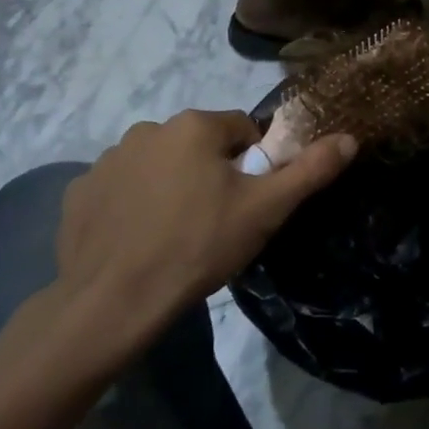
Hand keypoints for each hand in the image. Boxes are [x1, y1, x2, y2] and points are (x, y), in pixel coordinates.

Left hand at [50, 110, 354, 355]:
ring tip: (174, 235)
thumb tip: (349, 138)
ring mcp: (107, 159)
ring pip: (158, 164)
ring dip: (170, 185)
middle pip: (198, 145)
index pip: (241, 130)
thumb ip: (310, 170)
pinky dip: (131, 205)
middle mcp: (148, 129)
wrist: (113, 302)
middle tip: (215, 221)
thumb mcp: (265, 210)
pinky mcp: (79, 191)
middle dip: (210, 173)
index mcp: (194, 125)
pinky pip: (120, 188)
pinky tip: (137, 240)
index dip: (252, 166)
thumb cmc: (198, 246)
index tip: (247, 202)